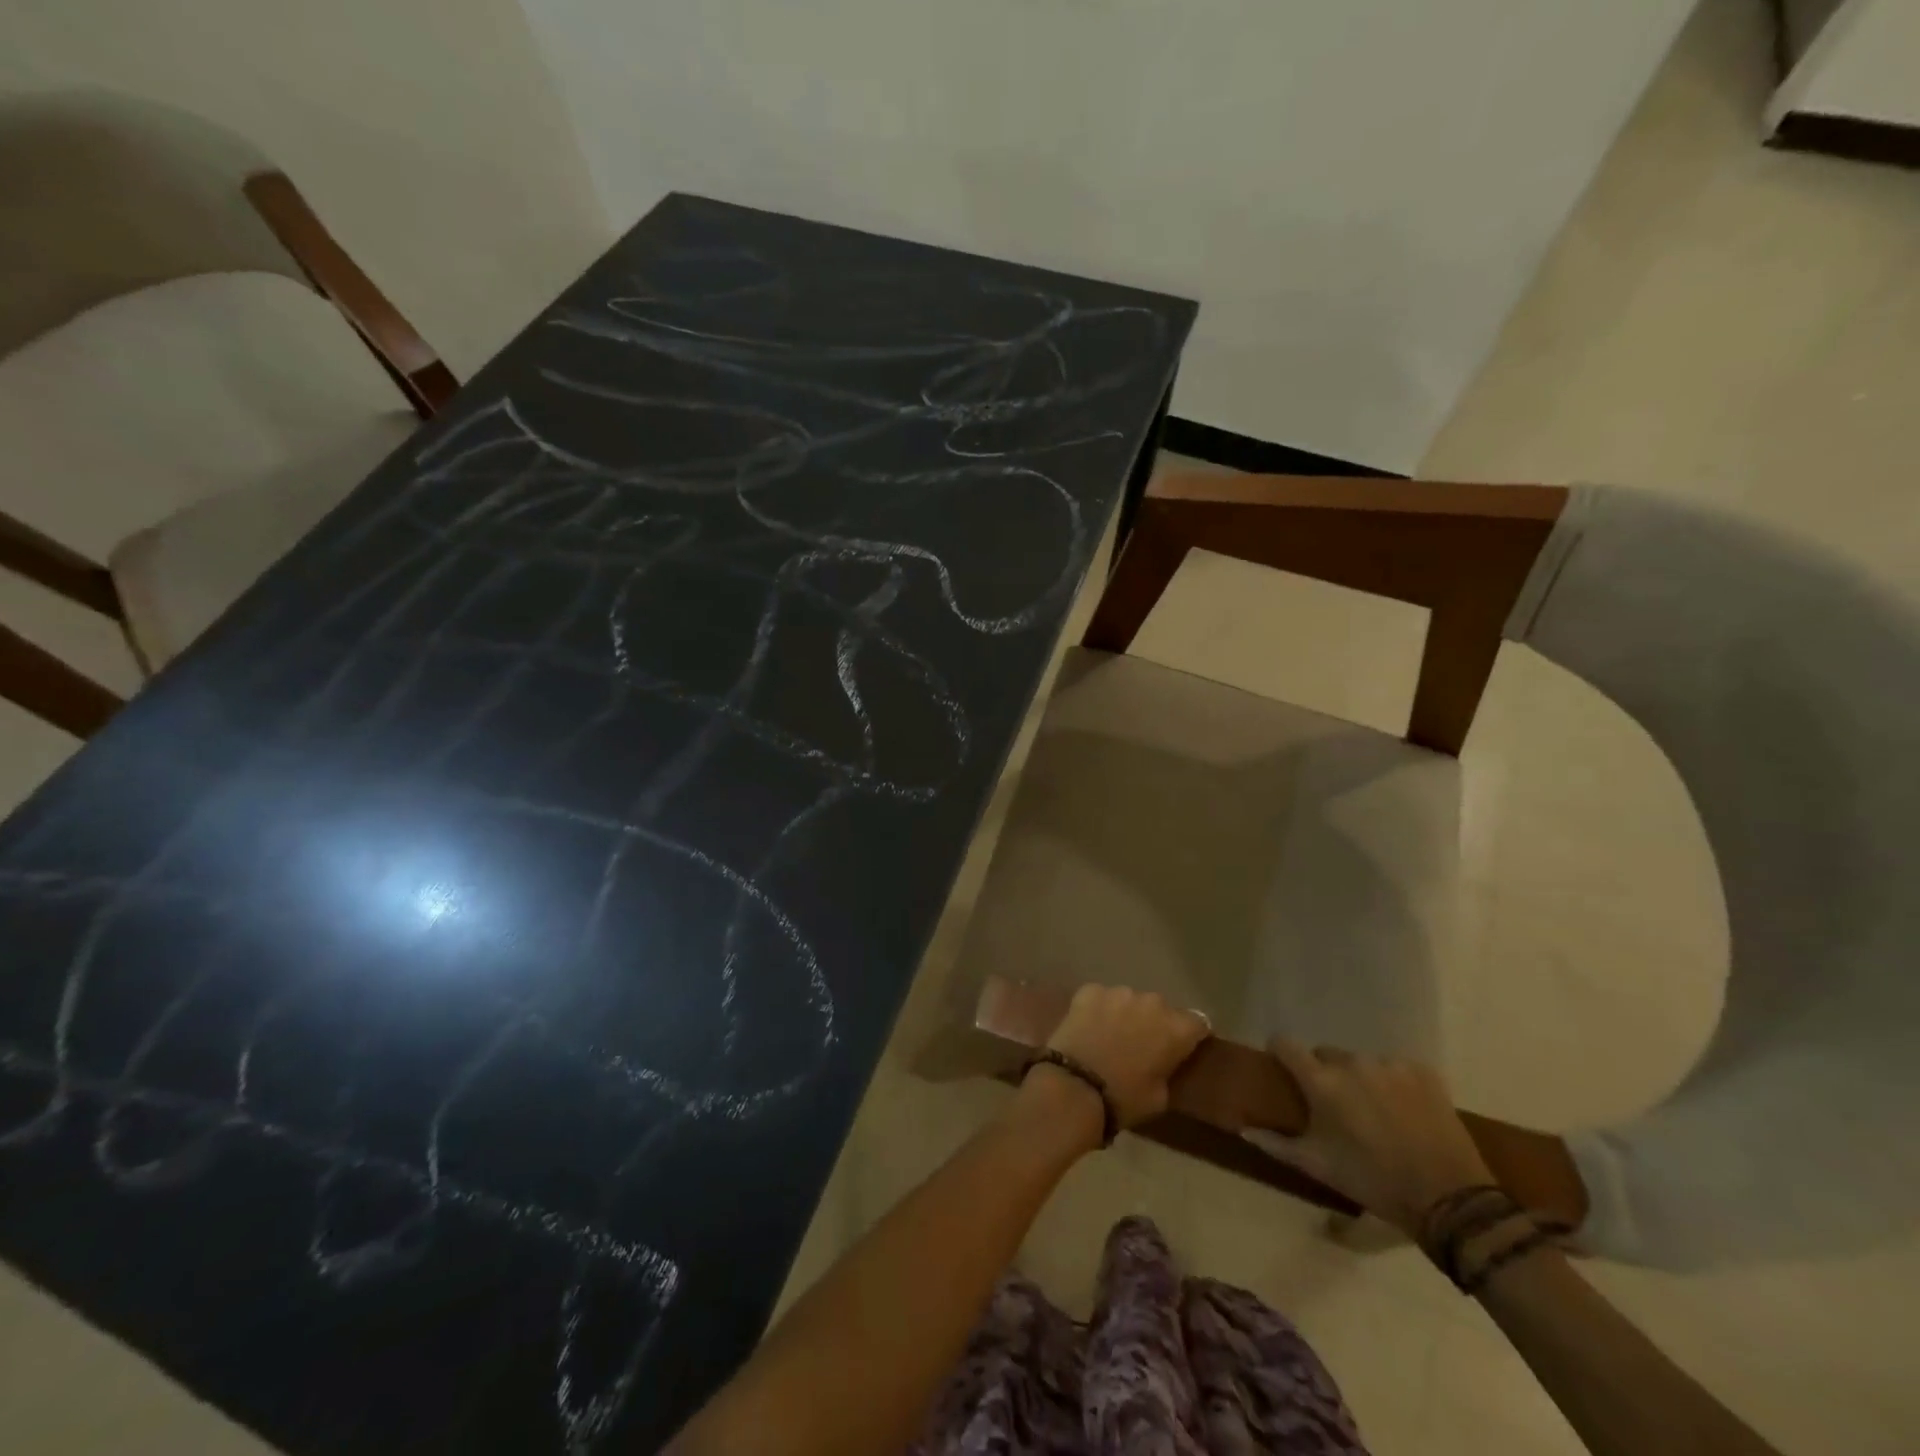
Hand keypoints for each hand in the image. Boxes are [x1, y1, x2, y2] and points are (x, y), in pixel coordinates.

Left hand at [1042, 984, 1210, 1128]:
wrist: (1075, 1087)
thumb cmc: (1124, 1099)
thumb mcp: (1160, 1096)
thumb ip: (1168, 1070)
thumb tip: (1163, 1062)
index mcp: (1176, 1028)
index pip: (1198, 1023)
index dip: (1191, 1036)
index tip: (1182, 1049)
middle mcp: (1152, 1002)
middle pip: (1161, 1008)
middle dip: (1155, 1023)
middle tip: (1141, 1045)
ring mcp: (1119, 992)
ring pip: (1129, 1000)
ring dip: (1125, 1014)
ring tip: (1111, 1036)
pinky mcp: (1090, 990)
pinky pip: (1100, 997)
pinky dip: (1098, 1009)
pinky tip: (1089, 1028)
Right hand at [1245, 1040, 1493, 1236]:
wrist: (1449, 1199)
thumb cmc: (1372, 1181)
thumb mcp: (1318, 1166)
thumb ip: (1276, 1144)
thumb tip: (1242, 1129)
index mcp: (1322, 1081)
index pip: (1285, 1043)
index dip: (1279, 1052)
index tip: (1282, 1068)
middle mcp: (1352, 1062)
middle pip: (1325, 1054)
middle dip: (1325, 1074)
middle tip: (1336, 1107)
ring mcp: (1390, 1064)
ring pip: (1362, 1062)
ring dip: (1361, 1079)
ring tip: (1375, 1112)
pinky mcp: (1422, 1071)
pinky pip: (1396, 1068)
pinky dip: (1395, 1083)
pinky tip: (1405, 1111)